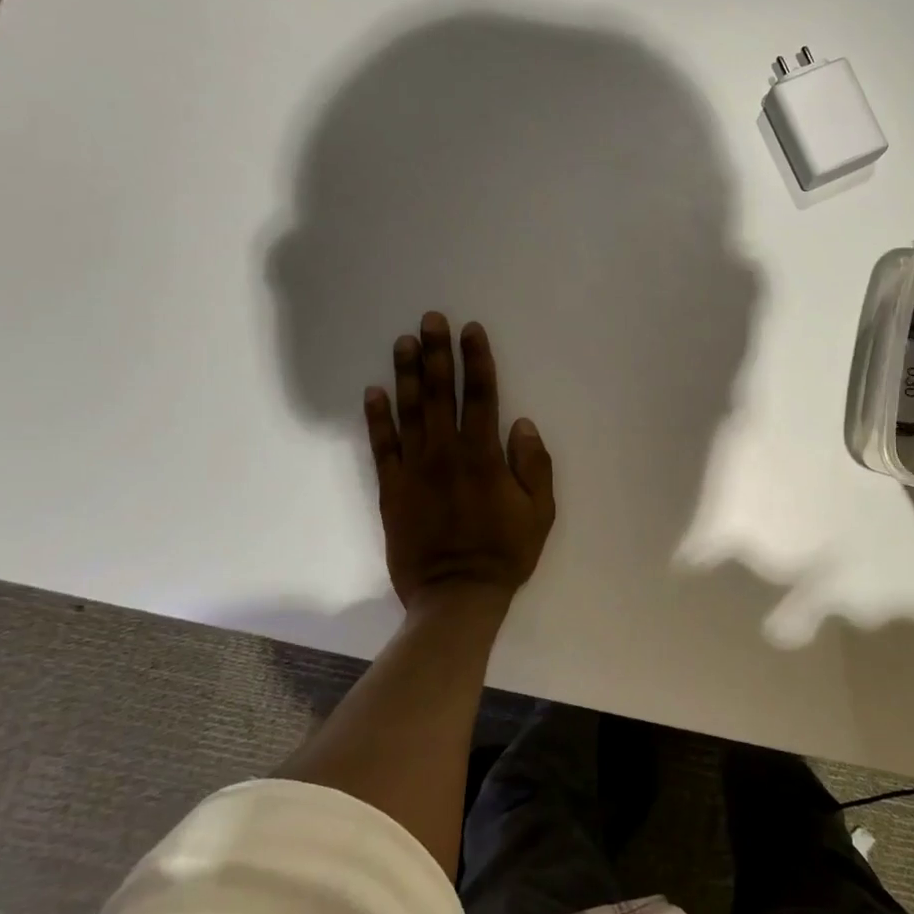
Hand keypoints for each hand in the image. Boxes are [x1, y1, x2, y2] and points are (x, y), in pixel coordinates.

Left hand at [365, 313, 555, 607]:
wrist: (456, 595)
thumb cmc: (505, 552)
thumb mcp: (540, 512)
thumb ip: (533, 465)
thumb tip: (521, 423)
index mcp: (484, 456)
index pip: (482, 396)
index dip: (477, 360)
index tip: (471, 330)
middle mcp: (446, 453)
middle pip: (442, 393)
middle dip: (438, 353)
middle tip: (431, 319)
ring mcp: (415, 469)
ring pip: (410, 412)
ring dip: (408, 374)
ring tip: (404, 341)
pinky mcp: (392, 489)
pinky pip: (382, 446)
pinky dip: (377, 418)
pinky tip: (374, 391)